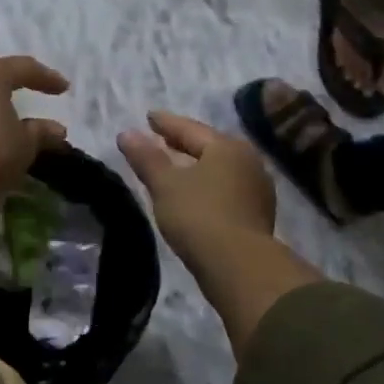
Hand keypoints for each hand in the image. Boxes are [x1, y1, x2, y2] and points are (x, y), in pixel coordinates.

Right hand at [117, 112, 275, 267]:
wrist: (239, 266)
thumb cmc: (199, 216)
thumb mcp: (165, 185)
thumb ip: (146, 158)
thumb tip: (126, 133)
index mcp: (227, 147)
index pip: (190, 129)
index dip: (166, 123)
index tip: (149, 117)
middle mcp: (248, 161)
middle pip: (209, 146)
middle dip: (185, 143)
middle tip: (163, 139)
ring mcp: (257, 189)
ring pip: (221, 169)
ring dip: (198, 166)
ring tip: (177, 167)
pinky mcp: (257, 214)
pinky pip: (227, 189)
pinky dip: (209, 186)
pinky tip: (196, 194)